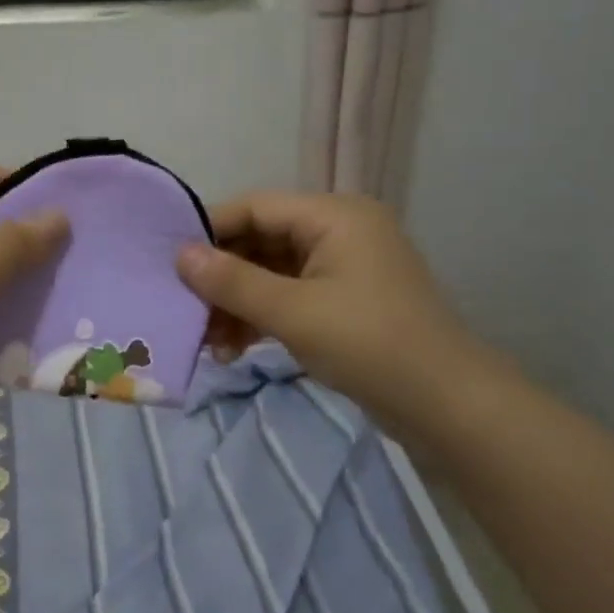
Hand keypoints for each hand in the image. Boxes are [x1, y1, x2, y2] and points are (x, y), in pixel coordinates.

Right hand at [175, 191, 482, 427]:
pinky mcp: (341, 301)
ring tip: (207, 342)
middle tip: (184, 310)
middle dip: (220, 278)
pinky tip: (232, 349)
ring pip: (269, 273)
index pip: (254, 207)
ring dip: (235, 303)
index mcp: (334, 216)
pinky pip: (286, 296)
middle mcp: (337, 232)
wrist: (445, 404)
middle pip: (259, 241)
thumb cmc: (369, 344)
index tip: (168, 263)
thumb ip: (232, 281)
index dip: (209, 232)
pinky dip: (258, 317)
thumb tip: (180, 255)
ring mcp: (341, 268)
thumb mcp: (292, 312)